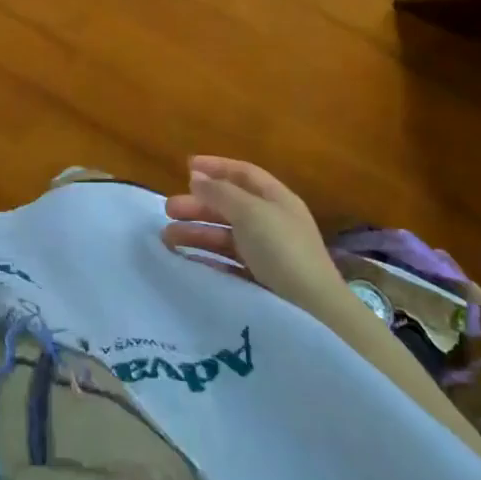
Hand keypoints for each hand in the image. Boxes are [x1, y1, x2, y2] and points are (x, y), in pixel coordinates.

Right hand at [161, 156, 350, 316]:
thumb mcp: (250, 212)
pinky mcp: (260, 281)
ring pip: (225, 235)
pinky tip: (186, 260)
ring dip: (196, 232)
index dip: (216, 167)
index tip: (185, 167)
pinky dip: (206, 258)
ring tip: (167, 238)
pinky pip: (227, 263)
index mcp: (277, 200)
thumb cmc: (282, 250)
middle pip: (230, 206)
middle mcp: (272, 223)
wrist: (313, 312)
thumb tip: (196, 177)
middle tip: (168, 209)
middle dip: (198, 205)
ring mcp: (267, 253)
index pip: (244, 174)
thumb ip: (220, 193)